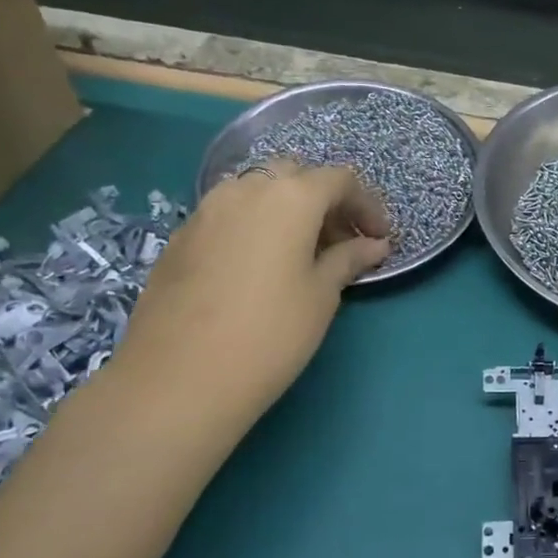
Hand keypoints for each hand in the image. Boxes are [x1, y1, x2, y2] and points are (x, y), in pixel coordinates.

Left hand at [115, 164, 390, 417]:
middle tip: (342, 243)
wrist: (177, 380)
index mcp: (289, 197)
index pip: (339, 180)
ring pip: (258, 192)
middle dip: (325, 202)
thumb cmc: (269, 334)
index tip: (379, 239)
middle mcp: (245, 189)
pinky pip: (230, 216)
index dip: (367, 205)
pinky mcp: (181, 237)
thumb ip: (348, 259)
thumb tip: (374, 244)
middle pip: (295, 177)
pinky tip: (261, 268)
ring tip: (303, 255)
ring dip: (288, 211)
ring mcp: (206, 211)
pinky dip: (256, 227)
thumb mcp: (322, 296)